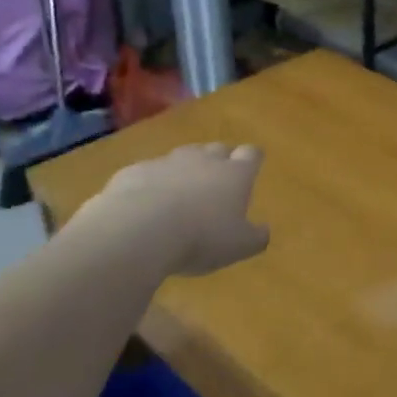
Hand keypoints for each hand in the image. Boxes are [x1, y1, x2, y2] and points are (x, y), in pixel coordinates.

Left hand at [70, 142, 269, 275]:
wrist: (136, 232)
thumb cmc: (200, 238)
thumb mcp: (238, 247)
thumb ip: (256, 237)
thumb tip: (264, 231)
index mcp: (234, 174)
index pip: (251, 154)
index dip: (252, 160)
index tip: (252, 167)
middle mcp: (203, 160)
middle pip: (217, 149)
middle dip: (219, 161)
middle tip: (217, 183)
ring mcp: (166, 162)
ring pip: (181, 158)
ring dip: (184, 171)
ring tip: (180, 195)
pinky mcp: (132, 172)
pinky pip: (147, 173)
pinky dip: (150, 184)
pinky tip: (144, 206)